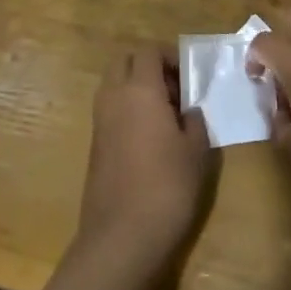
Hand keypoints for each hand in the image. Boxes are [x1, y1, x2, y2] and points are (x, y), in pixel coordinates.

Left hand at [76, 49, 215, 285]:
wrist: (120, 238)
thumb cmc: (166, 187)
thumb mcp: (196, 151)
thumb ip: (194, 121)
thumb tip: (188, 112)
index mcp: (140, 89)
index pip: (149, 51)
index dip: (170, 55)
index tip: (190, 75)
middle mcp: (114, 97)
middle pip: (125, 62)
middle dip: (149, 66)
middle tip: (175, 89)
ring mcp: (99, 121)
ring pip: (114, 85)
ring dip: (136, 88)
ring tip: (166, 115)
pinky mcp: (94, 145)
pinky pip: (110, 110)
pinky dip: (127, 110)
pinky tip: (150, 138)